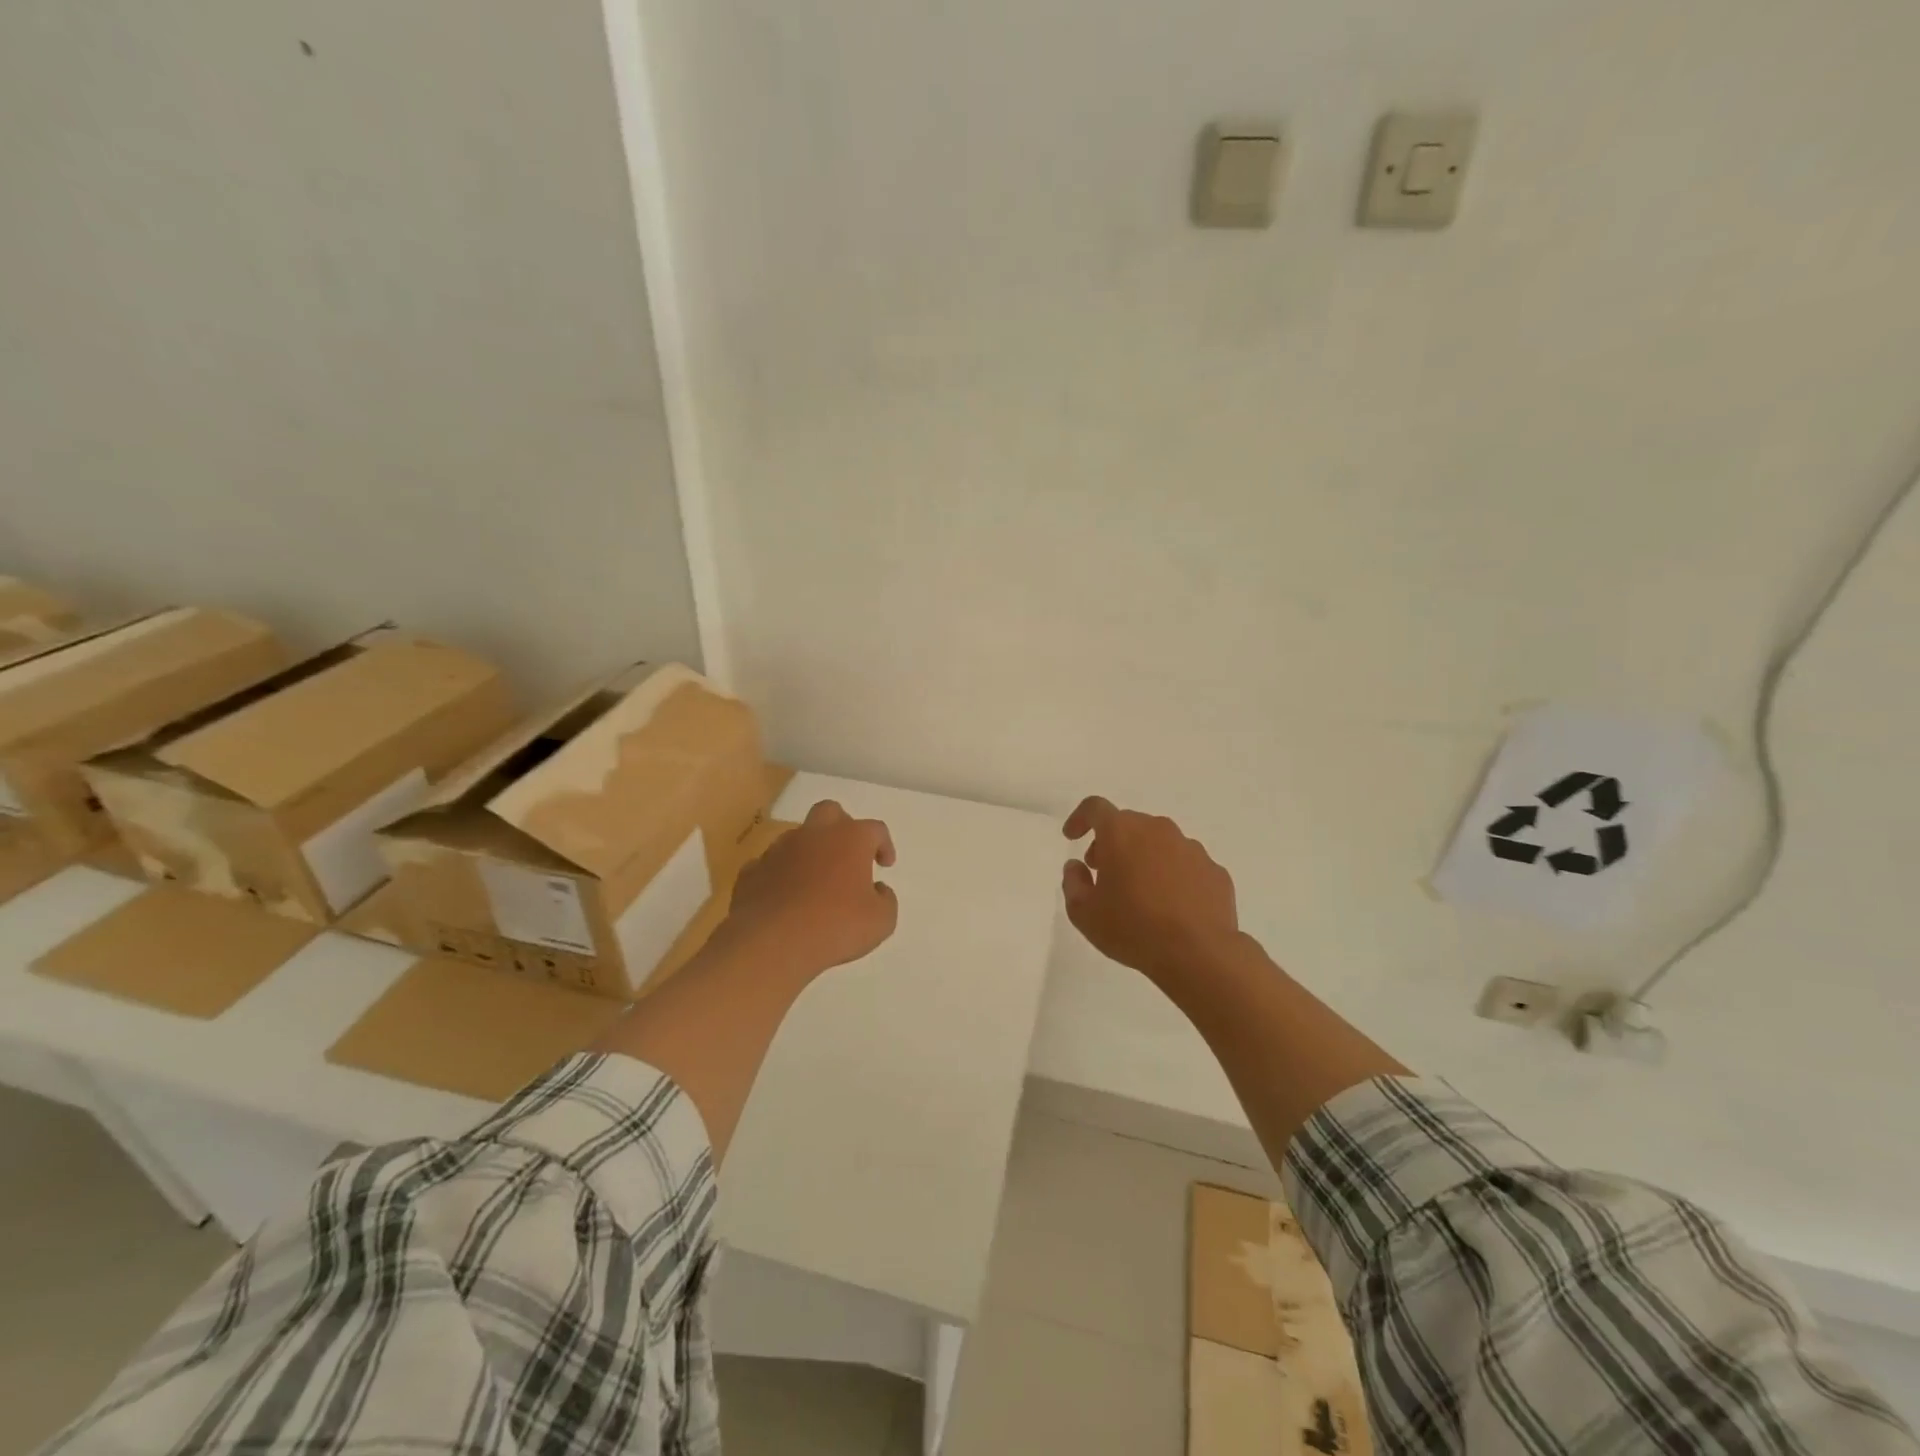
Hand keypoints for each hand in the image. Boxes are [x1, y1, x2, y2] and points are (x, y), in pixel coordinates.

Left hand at [719, 799, 897, 978]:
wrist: (771, 943)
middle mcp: (814, 834)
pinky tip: (785, 898)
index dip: (884, 845)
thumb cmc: (835, 926)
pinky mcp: (752, 871)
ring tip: (816, 883)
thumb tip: (878, 890)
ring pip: (797, 838)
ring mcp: (778, 850)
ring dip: (809, 853)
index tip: (885, 865)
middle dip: (842, 827)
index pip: (875, 829)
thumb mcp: (881, 921)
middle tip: (848, 855)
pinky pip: (770, 866)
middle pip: (830, 812)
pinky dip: (780, 876)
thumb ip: (886, 900)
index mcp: (850, 839)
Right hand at [1061, 796, 1238, 984]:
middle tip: (1104, 872)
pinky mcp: (1214, 870)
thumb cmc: (1133, 928)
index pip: (1095, 808)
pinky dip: (1173, 876)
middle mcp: (1157, 830)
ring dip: (1144, 857)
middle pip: (1129, 824)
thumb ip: (1073, 883)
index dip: (1080, 818)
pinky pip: (1186, 864)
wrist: (1199, 954)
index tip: (1072, 837)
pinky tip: (1171, 906)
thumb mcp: (1084, 914)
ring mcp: (1190, 848)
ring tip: (1140, 893)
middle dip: (1111, 843)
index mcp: (1122, 832)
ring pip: (1159, 842)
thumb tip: (1076, 867)